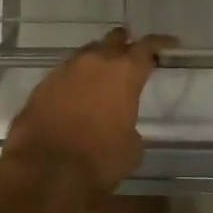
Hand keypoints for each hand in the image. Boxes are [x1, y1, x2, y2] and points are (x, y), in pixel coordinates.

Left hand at [0, 28, 174, 212]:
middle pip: (114, 40)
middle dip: (124, 45)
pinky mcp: (42, 85)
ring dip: (97, 63)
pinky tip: (75, 98)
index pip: (148, 46)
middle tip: (131, 58)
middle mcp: (95, 62)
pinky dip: (74, 81)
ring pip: (87, 54)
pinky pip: (65, 74)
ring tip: (101, 79)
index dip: (160, 43)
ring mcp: (65, 70)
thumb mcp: (131, 149)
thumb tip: (122, 127)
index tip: (170, 44)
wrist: (44, 172)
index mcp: (125, 72)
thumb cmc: (99, 161)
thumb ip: (130, 126)